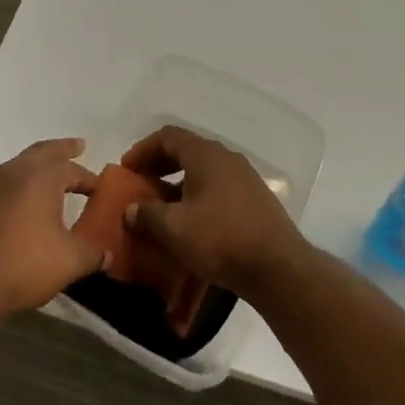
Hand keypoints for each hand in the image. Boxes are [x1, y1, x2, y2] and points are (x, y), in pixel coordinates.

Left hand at [0, 139, 105, 326]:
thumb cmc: (21, 264)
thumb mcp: (67, 262)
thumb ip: (91, 254)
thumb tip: (108, 254)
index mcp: (41, 176)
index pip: (72, 169)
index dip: (89, 178)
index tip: (101, 188)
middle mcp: (14, 171)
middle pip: (43, 152)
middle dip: (62, 150)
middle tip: (78, 147)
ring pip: (19, 166)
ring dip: (38, 168)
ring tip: (51, 179)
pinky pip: (3, 185)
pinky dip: (19, 187)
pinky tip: (23, 206)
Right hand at [120, 126, 306, 296]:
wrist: (278, 268)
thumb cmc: (221, 239)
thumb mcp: (174, 229)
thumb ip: (147, 215)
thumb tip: (131, 209)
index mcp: (206, 155)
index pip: (168, 136)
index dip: (143, 149)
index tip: (126, 170)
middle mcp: (226, 158)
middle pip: (186, 151)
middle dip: (159, 167)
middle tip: (140, 186)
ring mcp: (244, 178)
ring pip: (203, 172)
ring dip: (178, 185)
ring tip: (161, 209)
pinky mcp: (255, 200)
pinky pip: (217, 189)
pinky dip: (197, 198)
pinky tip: (191, 224)